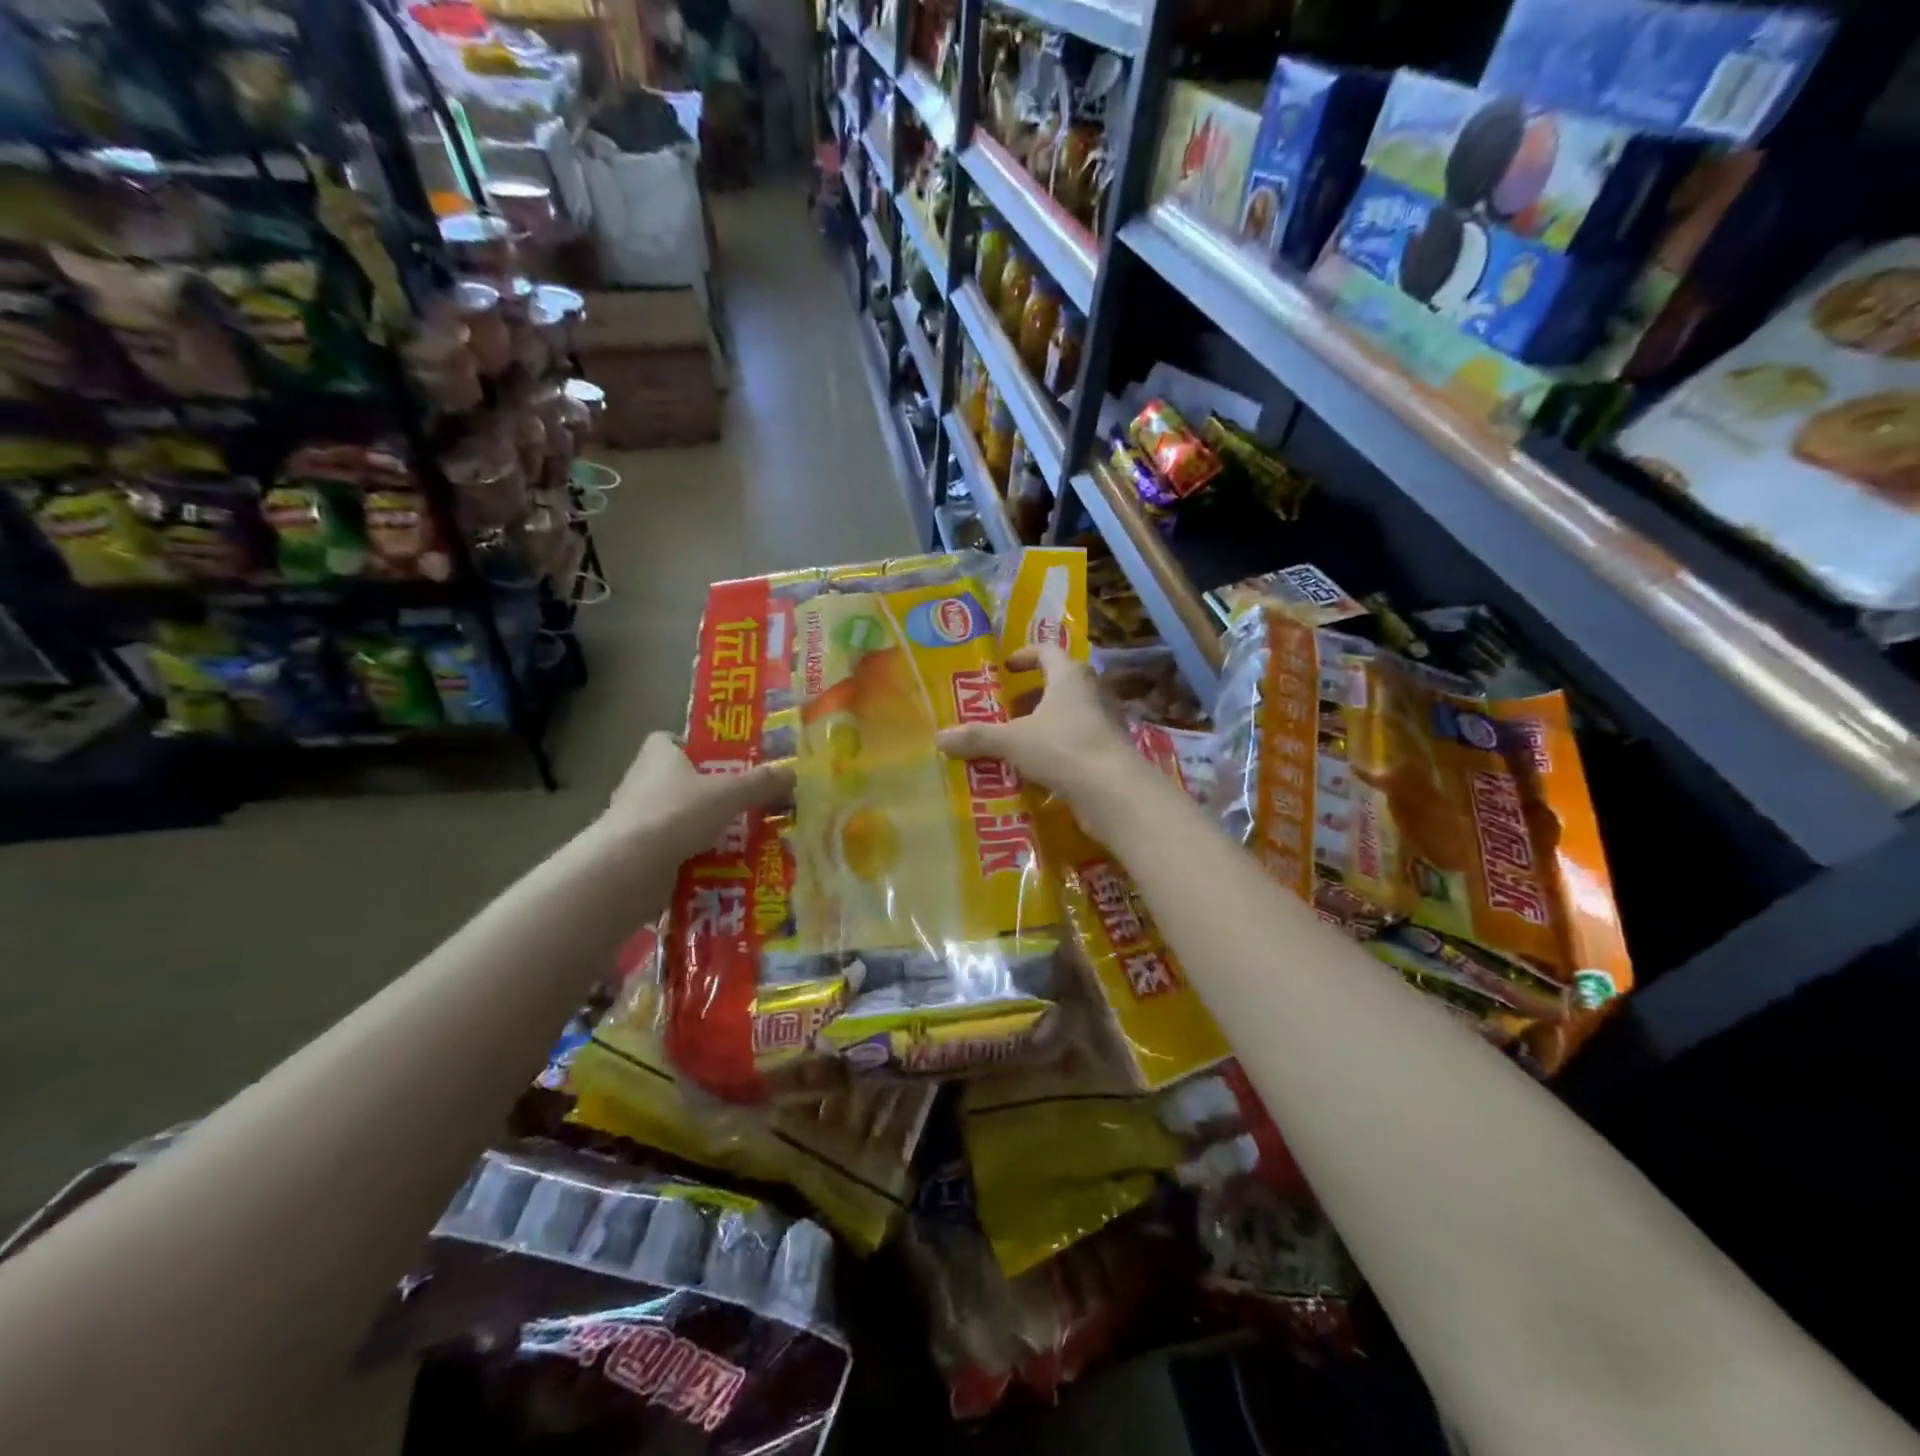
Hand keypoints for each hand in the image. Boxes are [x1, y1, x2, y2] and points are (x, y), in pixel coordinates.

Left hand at [602, 732, 793, 861]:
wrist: (628, 870)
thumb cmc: (676, 814)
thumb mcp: (729, 794)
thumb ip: (761, 783)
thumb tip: (792, 772)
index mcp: (658, 756)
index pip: (670, 740)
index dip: (695, 747)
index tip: (724, 761)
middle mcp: (642, 783)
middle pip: (679, 782)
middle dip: (709, 793)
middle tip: (747, 802)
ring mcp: (636, 821)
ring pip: (678, 819)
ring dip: (704, 829)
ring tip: (745, 839)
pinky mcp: (637, 856)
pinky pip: (674, 852)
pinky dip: (695, 859)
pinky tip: (724, 868)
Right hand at [935, 645, 1137, 806]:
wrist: (1113, 791)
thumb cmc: (1062, 748)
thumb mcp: (1012, 741)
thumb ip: (978, 737)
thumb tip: (940, 737)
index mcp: (1069, 677)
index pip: (1047, 651)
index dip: (1025, 656)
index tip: (1006, 667)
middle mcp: (1092, 692)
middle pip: (1060, 683)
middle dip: (1032, 695)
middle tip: (1007, 708)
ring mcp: (1105, 723)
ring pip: (1071, 714)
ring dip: (1045, 723)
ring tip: (1018, 740)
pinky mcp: (1110, 752)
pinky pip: (1078, 742)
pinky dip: (1058, 749)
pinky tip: (1038, 768)